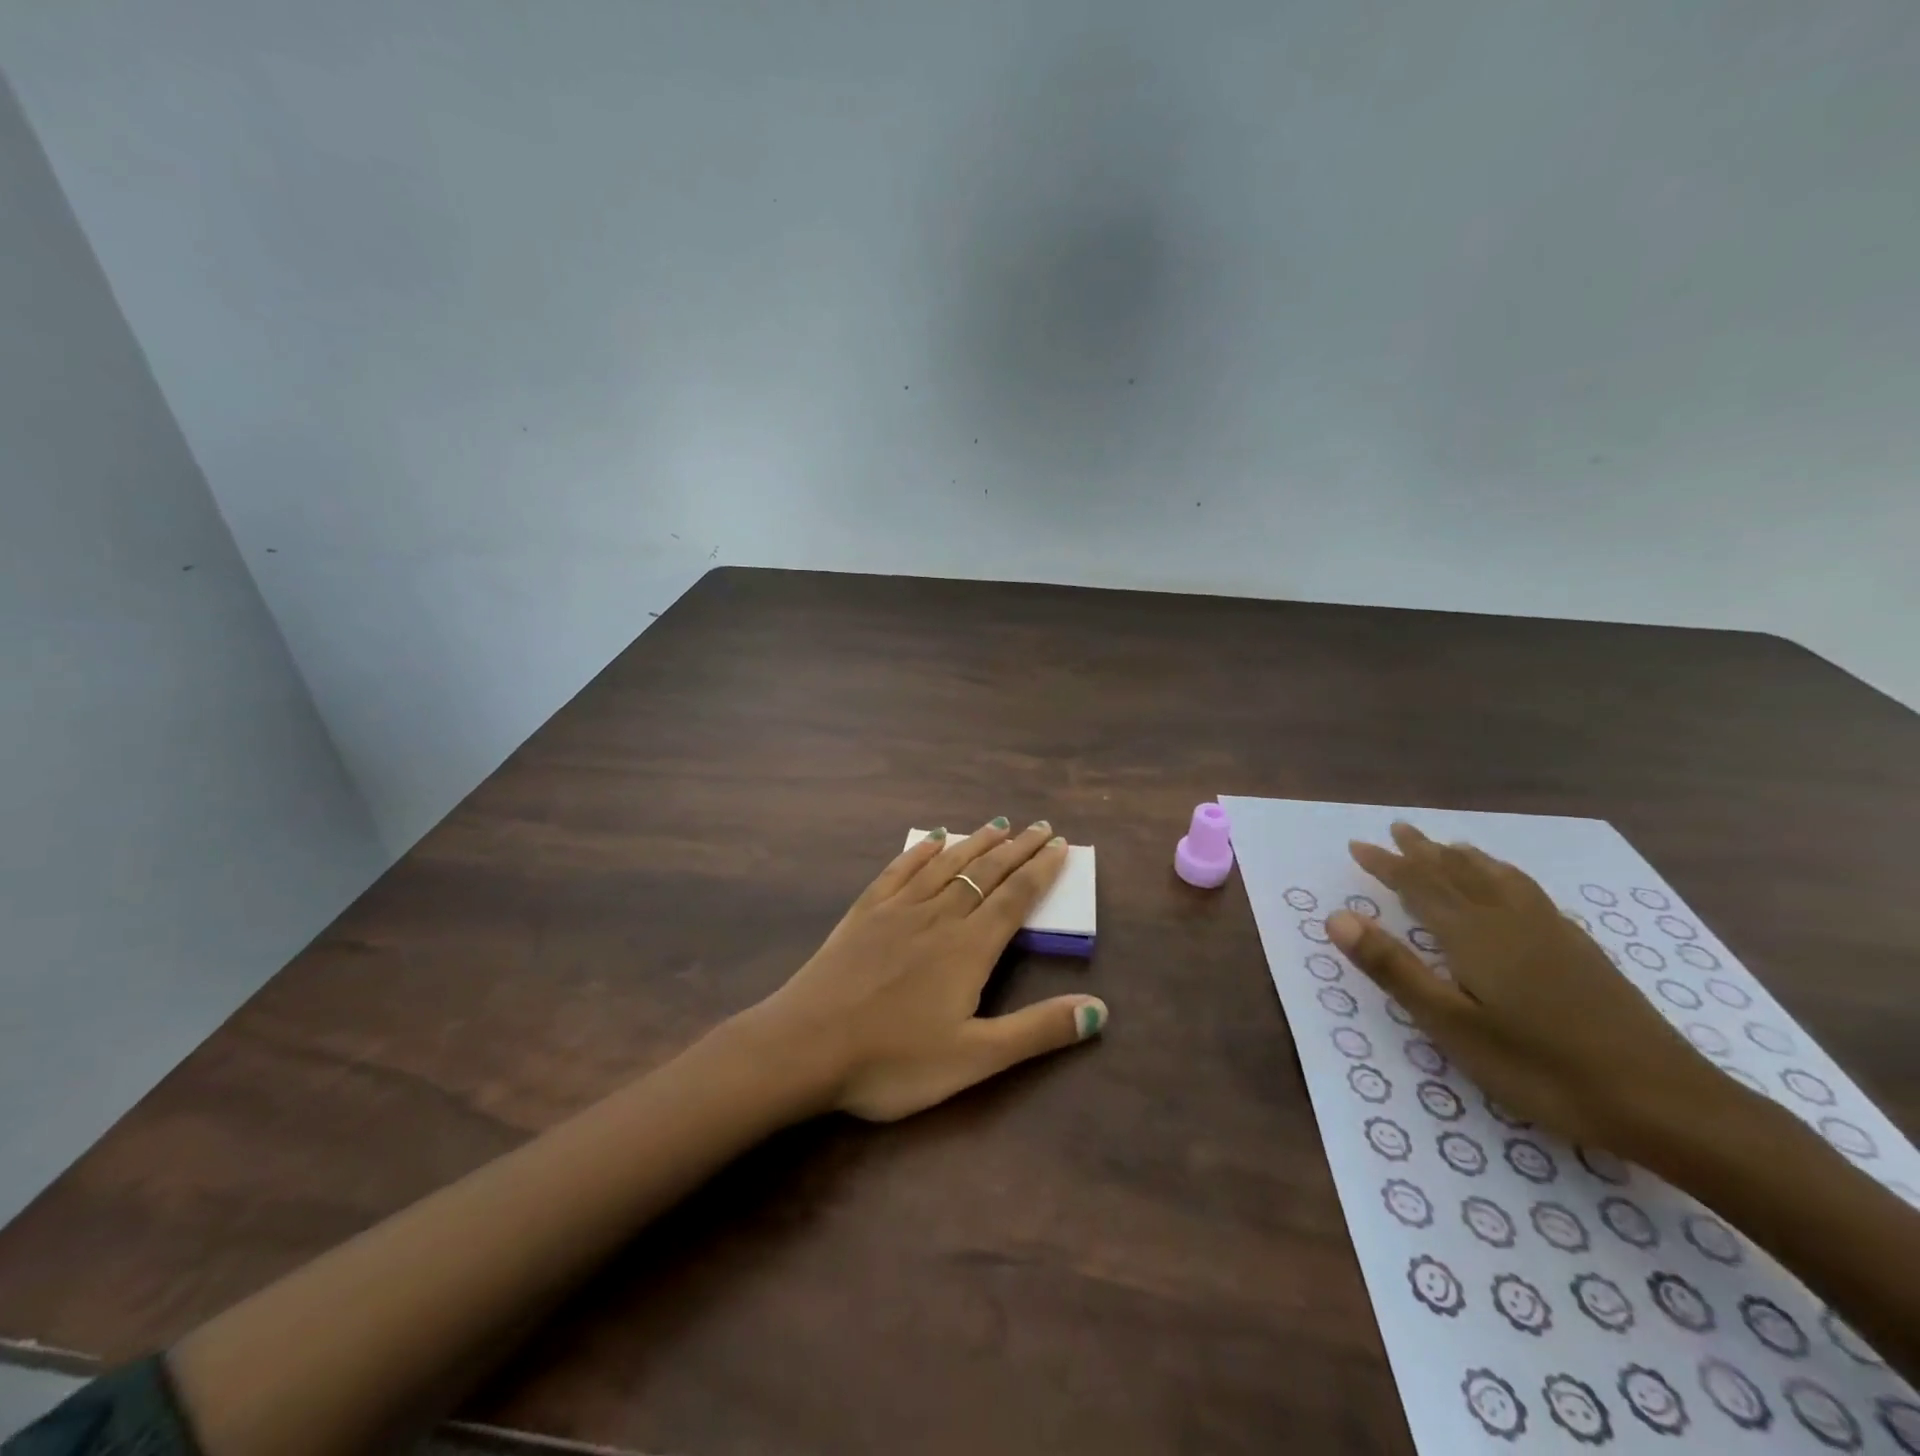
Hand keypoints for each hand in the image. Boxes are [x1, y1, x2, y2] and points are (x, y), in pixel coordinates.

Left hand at [754, 819, 1107, 1122]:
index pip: (1015, 897)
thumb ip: (1036, 1031)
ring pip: (946, 864)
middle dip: (1017, 848)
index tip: (1060, 845)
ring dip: (975, 842)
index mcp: (969, 947)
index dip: (1041, 870)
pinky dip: (920, 851)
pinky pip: (899, 870)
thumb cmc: (893, 1060)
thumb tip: (1099, 1010)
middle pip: (985, 872)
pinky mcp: (864, 912)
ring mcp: (897, 909)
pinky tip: (932, 838)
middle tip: (1040, 826)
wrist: (804, 1047)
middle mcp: (938, 916)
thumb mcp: (974, 1059)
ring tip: (998, 823)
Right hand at [1326, 822, 1727, 1155]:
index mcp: (1474, 935)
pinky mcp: (1583, 953)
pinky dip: (1505, 877)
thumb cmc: (1542, 1068)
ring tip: (1449, 845)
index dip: (1386, 864)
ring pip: (1499, 879)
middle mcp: (1510, 921)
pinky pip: (1530, 894)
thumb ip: (1395, 968)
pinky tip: (1513, 889)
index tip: (1358, 845)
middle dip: (1423, 851)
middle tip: (1398, 829)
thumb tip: (1337, 916)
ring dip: (1466, 859)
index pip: (1419, 885)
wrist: (1668, 1103)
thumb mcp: (1452, 1025)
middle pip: (1459, 873)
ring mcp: (1553, 934)